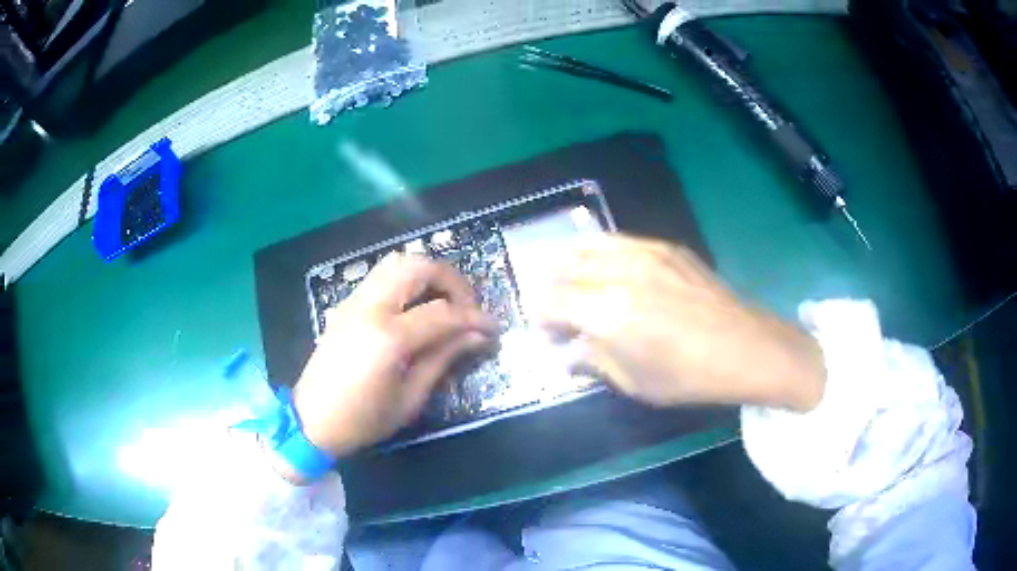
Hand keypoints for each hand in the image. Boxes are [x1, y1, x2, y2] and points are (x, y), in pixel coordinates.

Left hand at [292, 254, 495, 457]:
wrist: (312, 420)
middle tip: (468, 306)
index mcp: (388, 337)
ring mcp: (354, 301)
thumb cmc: (363, 419)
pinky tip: (416, 305)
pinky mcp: (346, 304)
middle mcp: (370, 308)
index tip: (494, 327)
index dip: (474, 318)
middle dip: (451, 280)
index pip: (443, 313)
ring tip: (445, 301)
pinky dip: (407, 279)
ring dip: (428, 273)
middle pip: (418, 267)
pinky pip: (382, 275)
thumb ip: (444, 359)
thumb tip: (478, 336)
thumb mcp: (410, 397)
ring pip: (397, 262)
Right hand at [533, 236, 825, 410]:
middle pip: (565, 267)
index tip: (547, 331)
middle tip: (553, 307)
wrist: (745, 348)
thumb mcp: (635, 383)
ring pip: (589, 244)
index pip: (552, 300)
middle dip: (549, 286)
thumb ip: (594, 361)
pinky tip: (604, 264)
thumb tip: (569, 352)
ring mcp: (646, 254)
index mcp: (608, 313)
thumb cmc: (689, 376)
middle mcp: (621, 274)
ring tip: (567, 276)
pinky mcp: (667, 247)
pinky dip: (600, 251)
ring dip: (570, 261)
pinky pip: (620, 240)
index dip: (540, 314)